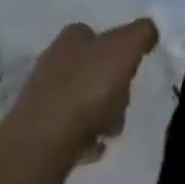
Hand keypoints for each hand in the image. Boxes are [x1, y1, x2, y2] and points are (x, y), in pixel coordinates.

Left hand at [5, 19, 157, 175]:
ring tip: (109, 133)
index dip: (118, 52)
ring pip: (82, 102)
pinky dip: (84, 140)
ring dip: (101, 116)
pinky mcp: (35, 136)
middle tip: (122, 106)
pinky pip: (69, 133)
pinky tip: (94, 150)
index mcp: (72, 38)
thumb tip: (149, 33)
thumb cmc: (86, 89)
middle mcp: (53, 63)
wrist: (38, 149)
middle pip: (93, 70)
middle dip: (113, 89)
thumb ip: (142, 33)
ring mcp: (42, 101)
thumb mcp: (126, 48)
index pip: (99, 35)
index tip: (130, 72)